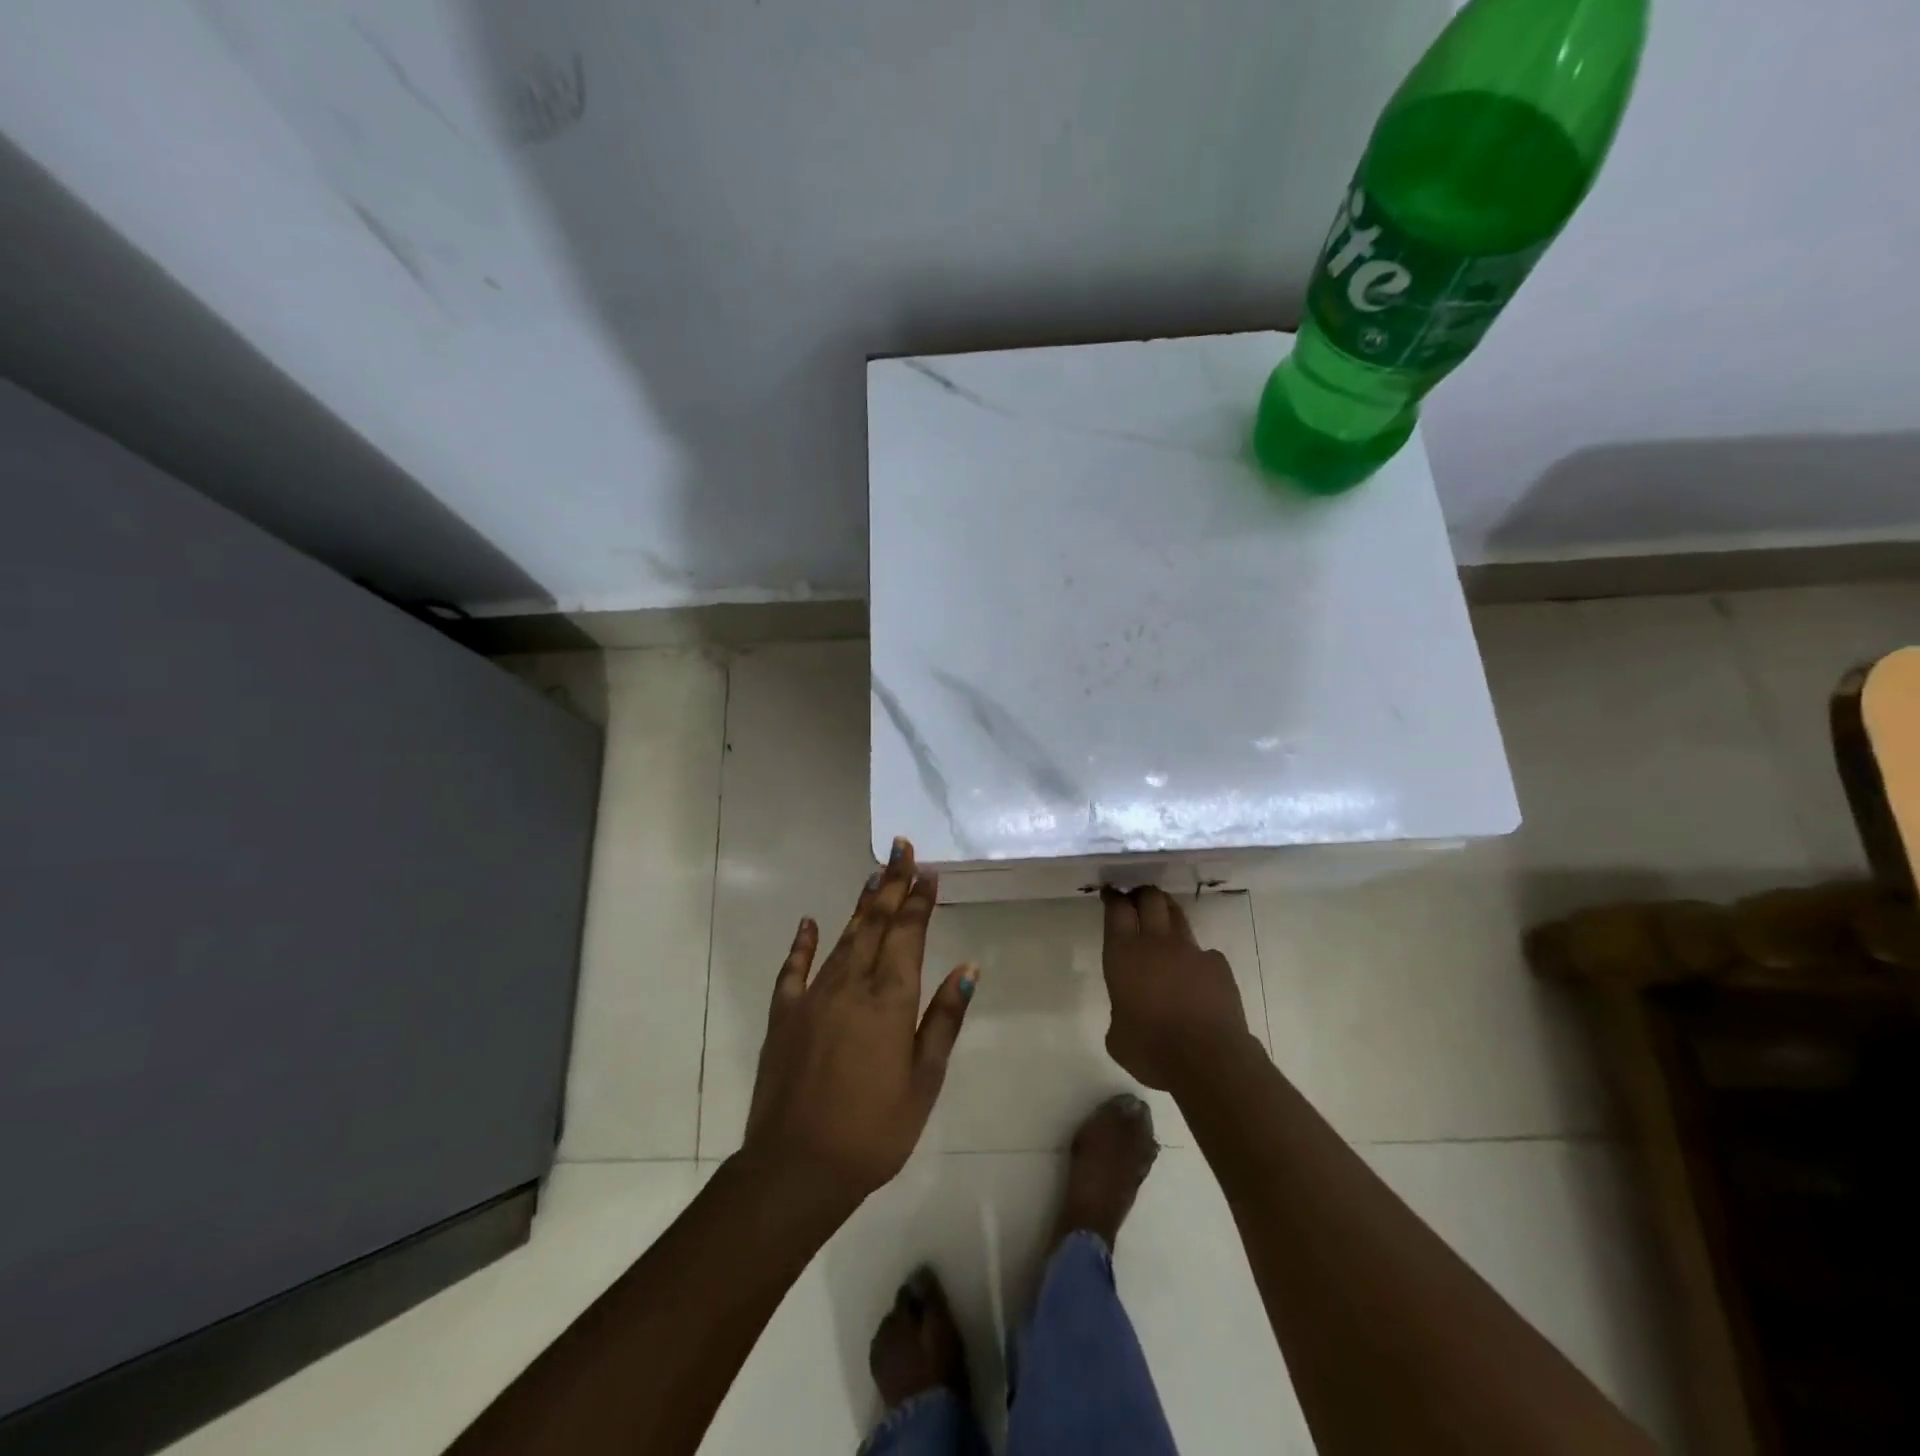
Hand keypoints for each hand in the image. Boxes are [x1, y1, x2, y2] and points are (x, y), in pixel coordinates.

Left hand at [741, 838, 975, 1208]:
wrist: (797, 1167)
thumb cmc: (874, 1130)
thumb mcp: (923, 1081)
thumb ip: (944, 1019)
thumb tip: (968, 968)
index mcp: (890, 999)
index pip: (908, 935)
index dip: (919, 900)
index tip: (927, 870)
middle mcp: (851, 985)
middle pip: (876, 924)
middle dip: (892, 885)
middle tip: (901, 849)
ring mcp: (813, 996)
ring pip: (842, 938)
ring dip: (861, 905)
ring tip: (874, 875)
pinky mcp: (784, 1014)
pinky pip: (794, 968)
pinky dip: (803, 943)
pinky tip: (809, 922)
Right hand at [1102, 887, 1251, 1091]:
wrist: (1208, 1060)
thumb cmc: (1151, 1050)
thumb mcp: (1117, 1036)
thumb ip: (1120, 1011)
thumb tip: (1129, 1011)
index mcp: (1124, 955)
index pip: (1117, 910)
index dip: (1113, 898)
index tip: (1110, 894)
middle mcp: (1156, 943)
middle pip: (1150, 899)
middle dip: (1142, 894)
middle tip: (1137, 898)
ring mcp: (1191, 951)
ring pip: (1178, 916)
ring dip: (1168, 913)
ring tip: (1164, 919)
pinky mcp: (1218, 965)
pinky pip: (1204, 953)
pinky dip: (1196, 959)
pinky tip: (1196, 977)